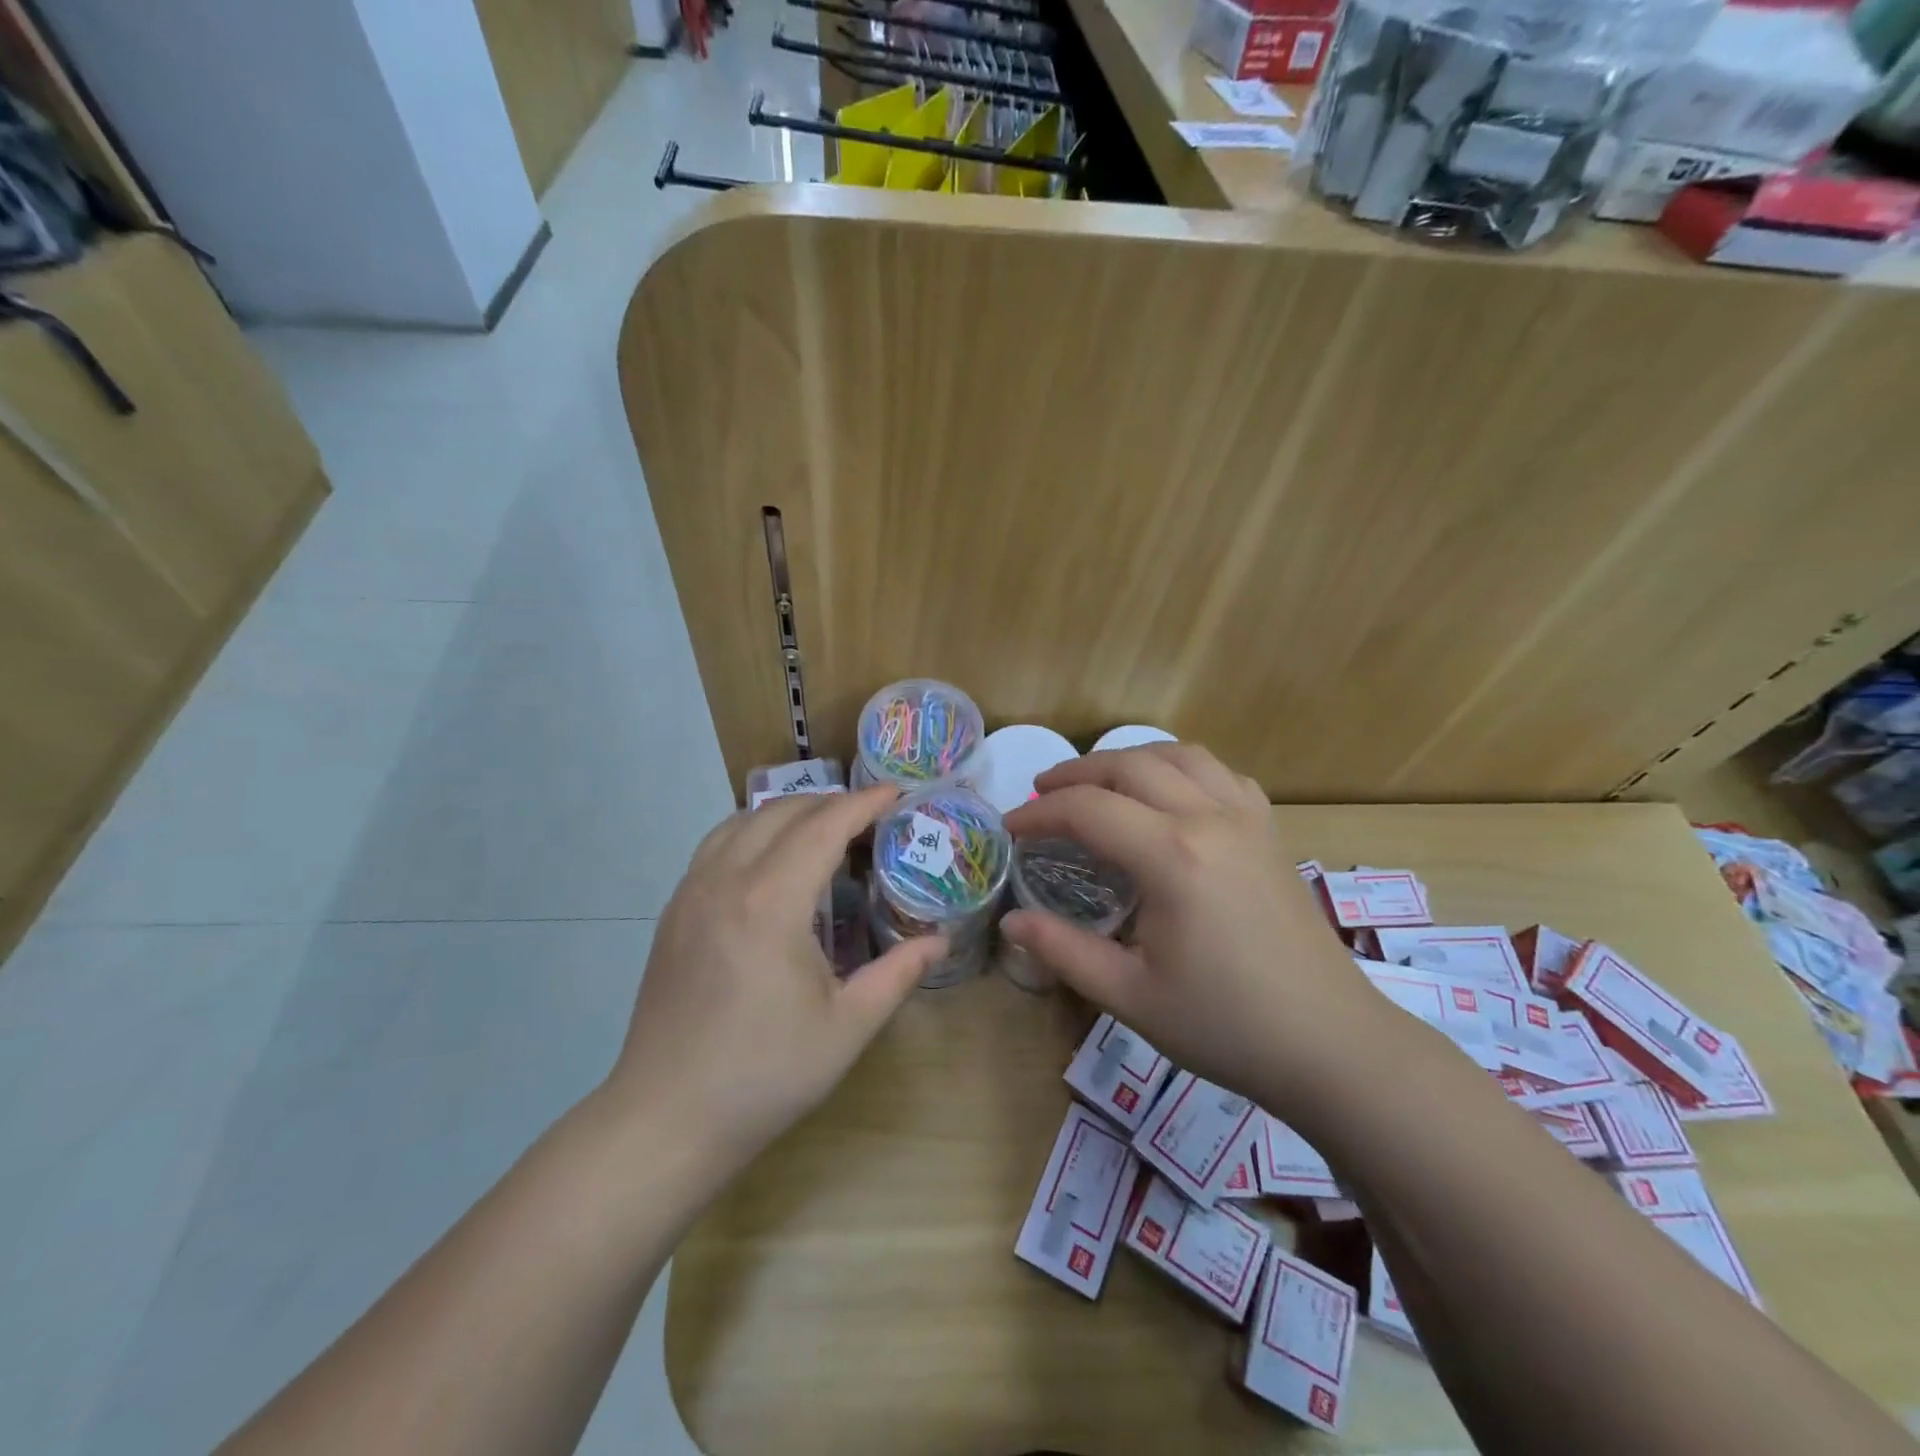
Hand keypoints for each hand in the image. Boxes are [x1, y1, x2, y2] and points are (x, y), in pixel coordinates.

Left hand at [606, 786, 943, 1164]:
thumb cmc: (765, 1075)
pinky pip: (716, 845)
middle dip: (830, 803)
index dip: (863, 804)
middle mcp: (725, 881)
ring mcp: (691, 893)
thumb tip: (940, 940)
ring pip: (742, 821)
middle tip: (869, 818)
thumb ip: (899, 973)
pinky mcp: (673, 912)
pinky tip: (772, 862)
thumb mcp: (847, 1027)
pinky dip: (753, 831)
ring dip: (788, 813)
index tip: (896, 794)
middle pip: (782, 812)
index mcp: (771, 903)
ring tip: (824, 830)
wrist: (666, 1119)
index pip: (823, 827)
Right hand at [1002, 745, 1394, 1106]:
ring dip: (1129, 759)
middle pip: (1129, 765)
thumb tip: (1011, 921)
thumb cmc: (1225, 1025)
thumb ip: (1063, 950)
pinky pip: (1221, 773)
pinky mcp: (1271, 831)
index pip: (1088, 809)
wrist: (1330, 1044)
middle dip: (1076, 773)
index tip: (1010, 829)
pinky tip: (1170, 794)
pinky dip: (1182, 768)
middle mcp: (1209, 818)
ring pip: (1179, 755)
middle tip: (1041, 794)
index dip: (1040, 813)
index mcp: (1171, 856)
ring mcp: (1248, 818)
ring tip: (1098, 782)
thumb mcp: (1130, 995)